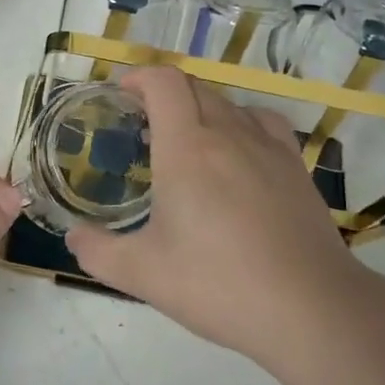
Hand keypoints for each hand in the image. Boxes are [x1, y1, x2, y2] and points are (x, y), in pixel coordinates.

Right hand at [65, 67, 364, 367]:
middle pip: (194, 87)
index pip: (164, 82)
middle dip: (164, 93)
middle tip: (144, 123)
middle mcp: (227, 133)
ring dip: (200, 108)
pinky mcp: (295, 165)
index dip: (140, 77)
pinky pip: (262, 121)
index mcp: (186, 148)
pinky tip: (239, 150)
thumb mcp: (144, 275)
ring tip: (188, 139)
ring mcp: (267, 146)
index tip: (122, 94)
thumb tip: (74, 237)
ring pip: (227, 103)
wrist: (310, 307)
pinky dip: (241, 122)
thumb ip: (98, 252)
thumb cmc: (219, 284)